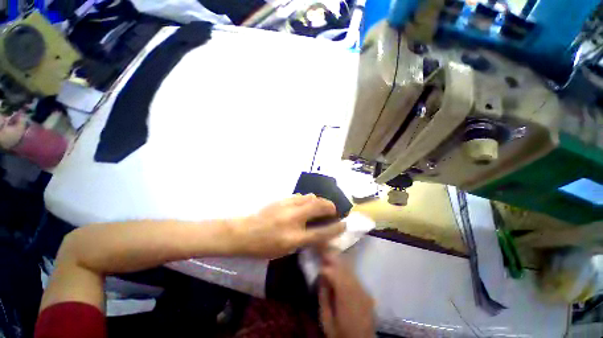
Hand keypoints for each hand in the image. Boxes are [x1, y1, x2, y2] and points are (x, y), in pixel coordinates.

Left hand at [231, 194, 345, 257]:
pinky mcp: (282, 199)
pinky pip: (301, 196)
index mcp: (294, 237)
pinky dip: (308, 199)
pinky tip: (306, 203)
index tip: (344, 224)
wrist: (243, 232)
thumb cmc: (263, 246)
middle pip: (319, 206)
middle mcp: (293, 219)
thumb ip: (305, 241)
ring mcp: (287, 206)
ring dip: (319, 201)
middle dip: (330, 207)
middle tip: (333, 211)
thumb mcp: (286, 250)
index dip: (336, 228)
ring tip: (320, 206)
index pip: (321, 232)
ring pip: (311, 197)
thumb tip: (319, 233)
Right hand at [319, 252, 374, 337]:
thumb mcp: (327, 321)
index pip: (335, 276)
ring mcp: (364, 292)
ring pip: (351, 271)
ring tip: (330, 256)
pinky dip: (346, 270)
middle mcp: (358, 292)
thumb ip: (324, 298)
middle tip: (323, 253)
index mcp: (346, 300)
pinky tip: (340, 267)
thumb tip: (321, 278)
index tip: (318, 268)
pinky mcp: (367, 293)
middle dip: (333, 260)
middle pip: (344, 270)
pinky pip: (355, 276)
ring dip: (340, 263)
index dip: (326, 270)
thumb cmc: (341, 334)